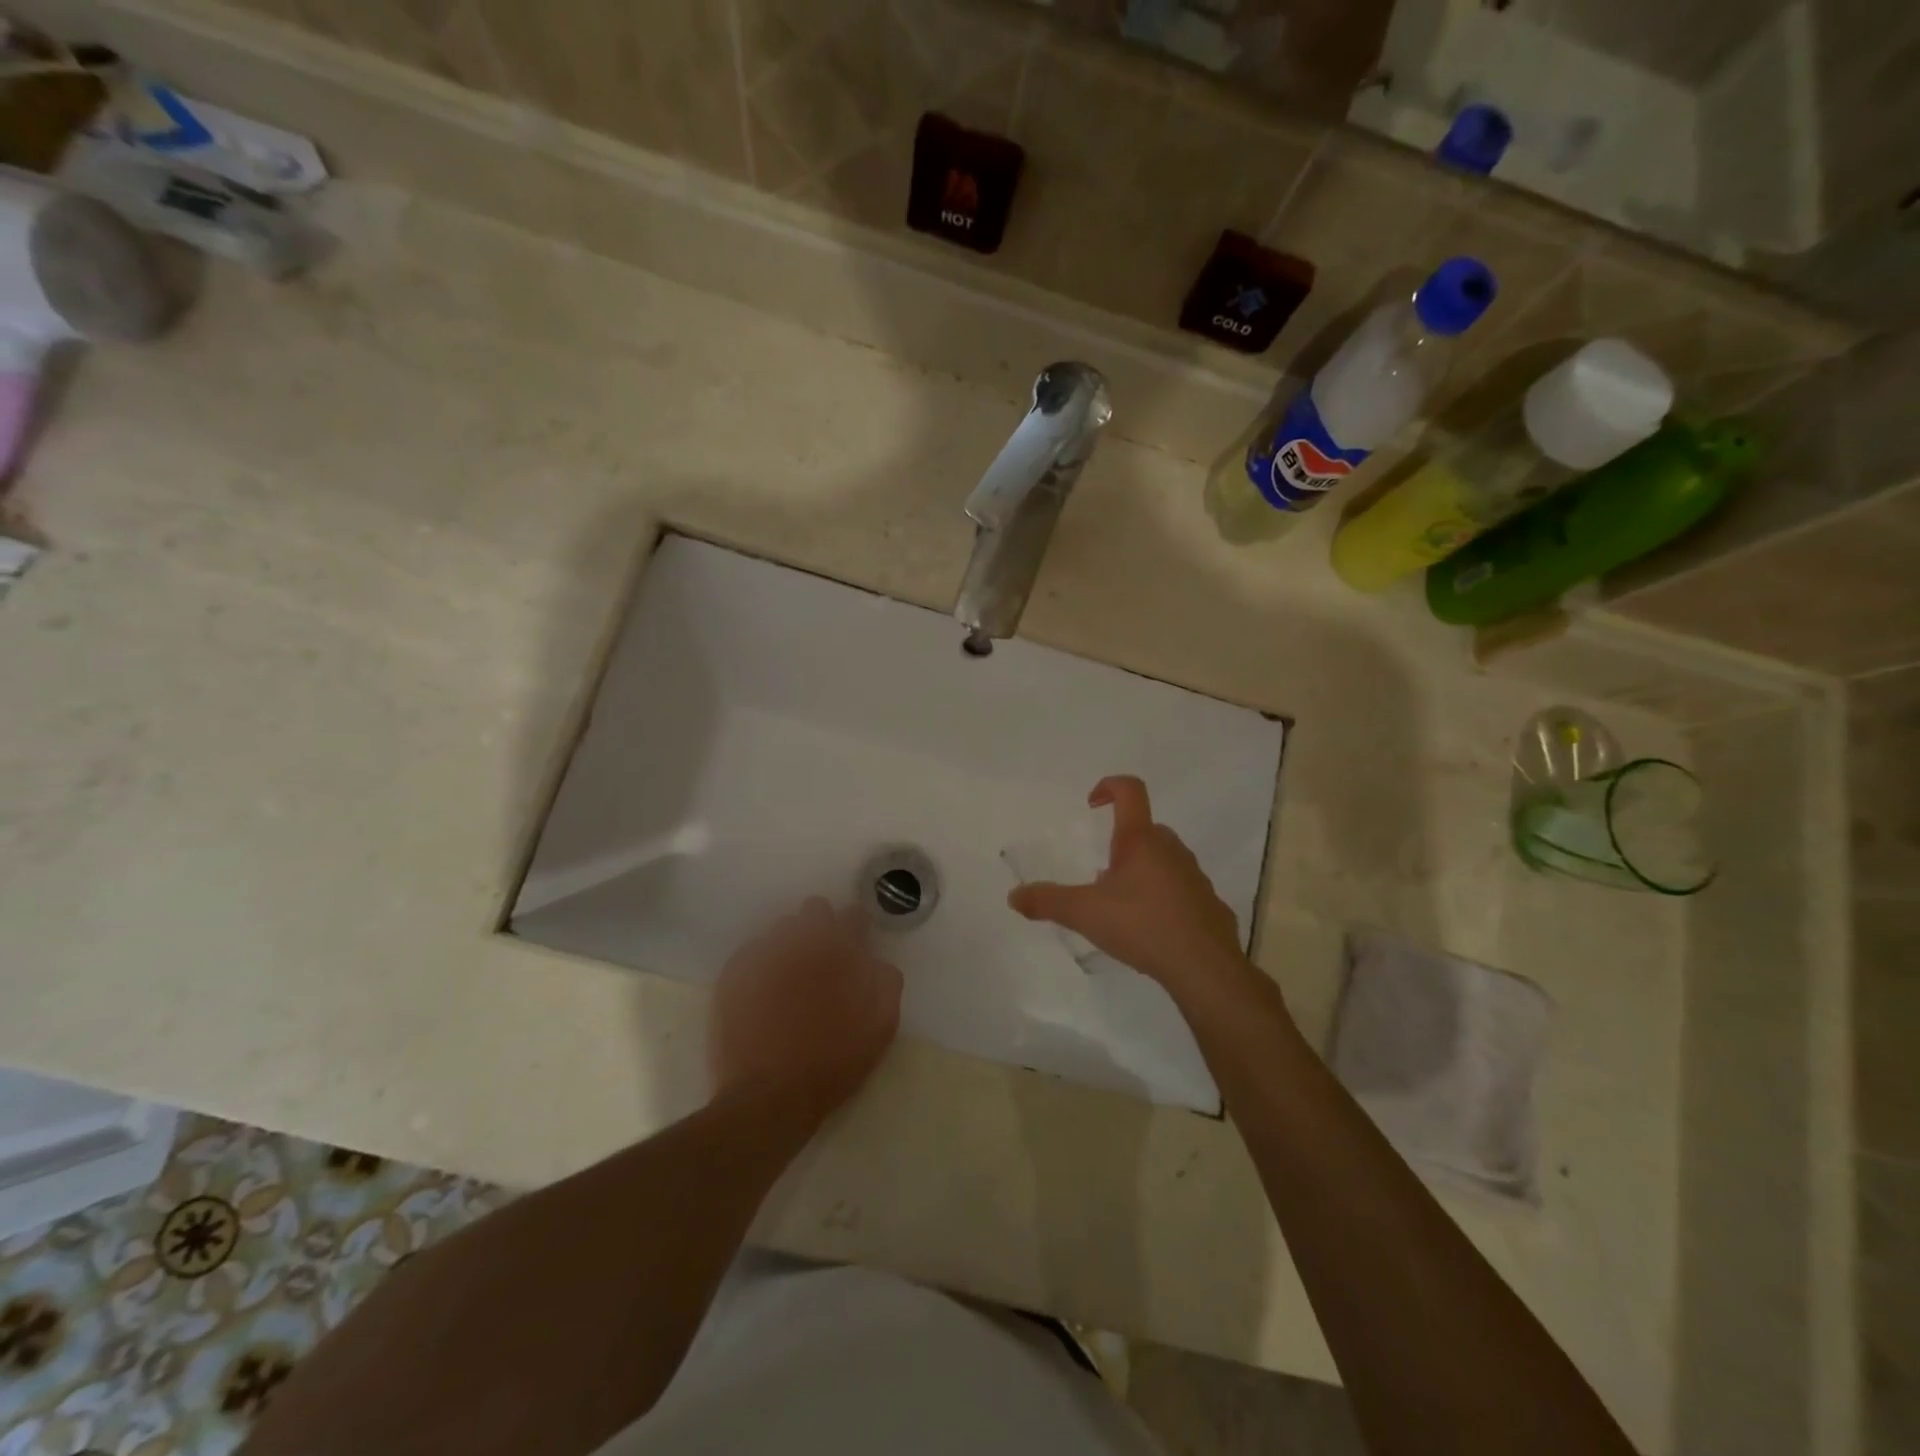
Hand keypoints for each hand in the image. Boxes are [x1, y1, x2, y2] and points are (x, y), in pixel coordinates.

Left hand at [710, 898, 902, 1120]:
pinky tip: (764, 991)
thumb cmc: (833, 1061)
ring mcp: (762, 955)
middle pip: (814, 910)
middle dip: (822, 926)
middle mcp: (800, 941)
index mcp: (838, 949)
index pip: (852, 915)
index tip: (857, 944)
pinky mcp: (733, 975)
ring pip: (780, 929)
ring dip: (791, 944)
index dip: (857, 928)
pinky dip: (761, 964)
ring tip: (792, 976)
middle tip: (824, 959)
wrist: (770, 1095)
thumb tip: (875, 960)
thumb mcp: (881, 1025)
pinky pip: (751, 953)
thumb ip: (885, 980)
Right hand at [1008, 776, 1246, 993]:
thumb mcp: (1084, 913)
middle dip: (1121, 844)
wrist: (1204, 967)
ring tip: (1123, 906)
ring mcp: (1195, 875)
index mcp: (1140, 840)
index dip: (1109, 786)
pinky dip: (1164, 899)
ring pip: (1164, 859)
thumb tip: (1013, 896)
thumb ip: (1047, 901)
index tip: (1091, 804)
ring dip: (1143, 871)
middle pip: (1145, 830)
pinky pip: (1181, 890)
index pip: (1130, 791)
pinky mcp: (1209, 904)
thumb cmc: (1142, 926)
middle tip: (1101, 875)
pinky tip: (1151, 929)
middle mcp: (1171, 849)